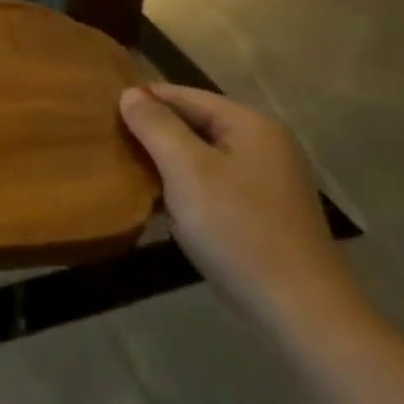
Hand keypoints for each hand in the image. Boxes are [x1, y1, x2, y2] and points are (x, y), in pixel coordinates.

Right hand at [119, 83, 371, 343]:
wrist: (300, 311)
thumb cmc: (238, 229)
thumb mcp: (187, 170)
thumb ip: (156, 125)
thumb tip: (130, 93)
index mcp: (250, 125)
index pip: (185, 95)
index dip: (144, 99)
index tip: (102, 111)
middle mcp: (264, 145)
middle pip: (195, 123)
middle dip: (154, 132)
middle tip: (109, 142)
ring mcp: (267, 181)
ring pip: (202, 157)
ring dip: (167, 163)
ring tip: (127, 171)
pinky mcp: (263, 213)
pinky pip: (213, 184)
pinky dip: (186, 188)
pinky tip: (161, 204)